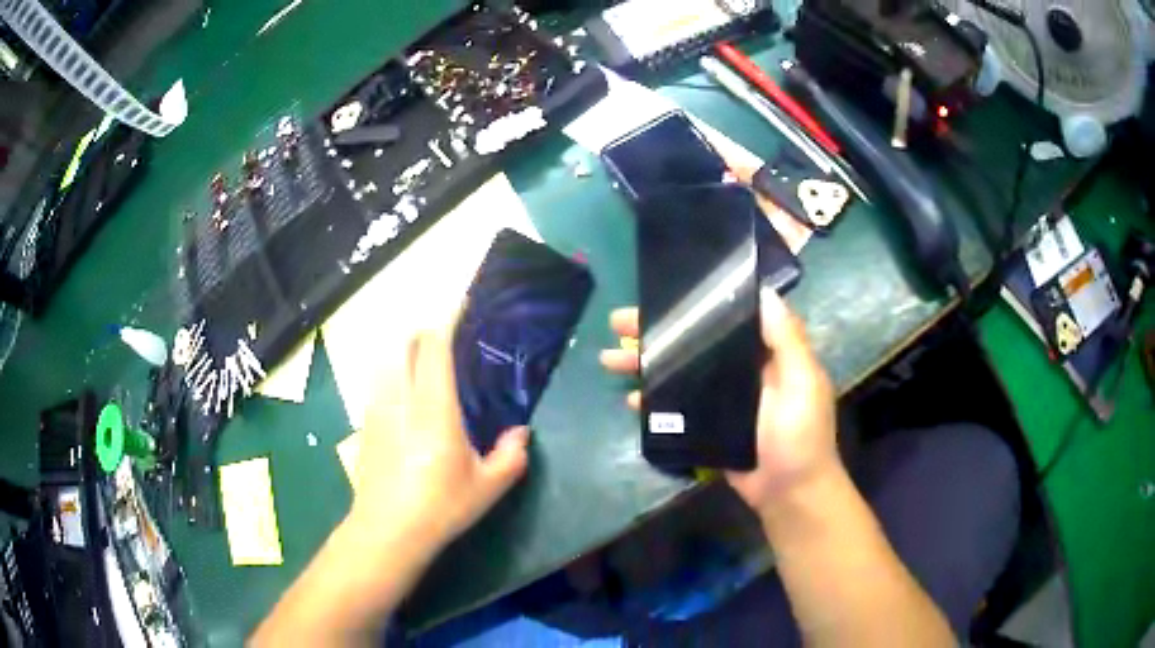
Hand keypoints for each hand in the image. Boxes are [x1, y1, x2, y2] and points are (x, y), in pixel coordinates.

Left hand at [349, 320, 529, 550]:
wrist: (387, 530)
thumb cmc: (440, 507)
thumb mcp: (487, 487)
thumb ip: (511, 456)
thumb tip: (521, 433)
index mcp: (434, 407)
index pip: (435, 347)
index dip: (448, 319)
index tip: (463, 305)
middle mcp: (401, 398)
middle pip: (407, 343)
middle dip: (427, 331)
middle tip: (450, 338)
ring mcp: (378, 408)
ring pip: (390, 359)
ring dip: (409, 351)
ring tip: (428, 364)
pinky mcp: (366, 422)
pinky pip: (381, 381)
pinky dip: (396, 373)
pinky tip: (408, 398)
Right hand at [599, 288, 838, 514]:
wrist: (789, 494)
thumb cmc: (800, 437)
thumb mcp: (802, 383)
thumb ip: (786, 340)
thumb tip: (765, 291)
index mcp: (765, 353)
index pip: (726, 318)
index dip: (694, 305)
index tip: (661, 294)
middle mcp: (741, 370)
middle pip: (694, 343)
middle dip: (657, 333)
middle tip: (619, 323)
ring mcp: (721, 399)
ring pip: (679, 372)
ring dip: (647, 364)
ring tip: (610, 359)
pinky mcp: (707, 426)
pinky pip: (675, 406)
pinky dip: (654, 401)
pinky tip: (631, 399)